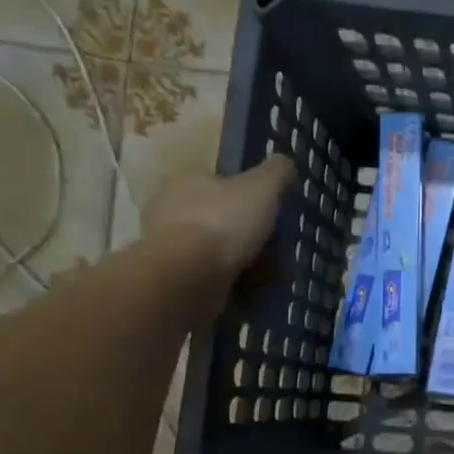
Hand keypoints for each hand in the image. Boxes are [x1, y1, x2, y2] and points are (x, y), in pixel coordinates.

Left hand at [143, 155, 295, 300]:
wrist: (188, 276)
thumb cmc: (223, 222)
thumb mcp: (262, 187)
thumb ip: (277, 172)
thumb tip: (285, 162)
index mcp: (184, 181)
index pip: (220, 183)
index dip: (249, 198)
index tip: (271, 214)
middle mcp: (168, 210)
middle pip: (221, 219)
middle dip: (249, 235)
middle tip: (276, 249)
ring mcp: (168, 246)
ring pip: (217, 250)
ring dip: (245, 262)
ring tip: (271, 275)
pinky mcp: (173, 278)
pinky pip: (212, 277)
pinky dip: (234, 283)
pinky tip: (254, 290)